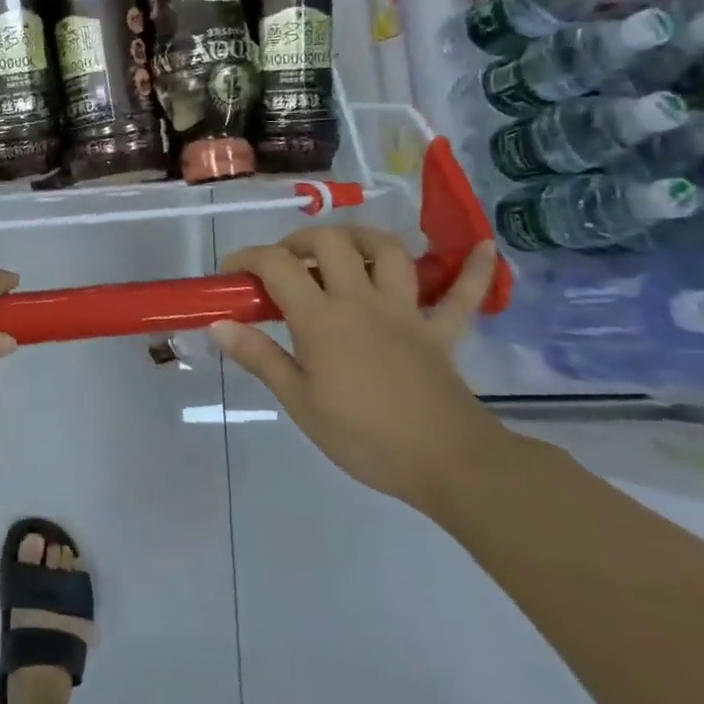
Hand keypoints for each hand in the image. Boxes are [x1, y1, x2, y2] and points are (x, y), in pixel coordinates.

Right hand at [212, 227, 507, 511]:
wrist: (447, 463)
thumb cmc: (363, 437)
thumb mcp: (299, 403)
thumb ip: (260, 357)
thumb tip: (218, 325)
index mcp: (321, 319)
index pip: (277, 266)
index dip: (248, 258)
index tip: (231, 273)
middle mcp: (361, 301)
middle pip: (332, 243)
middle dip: (300, 240)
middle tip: (284, 263)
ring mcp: (406, 312)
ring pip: (388, 253)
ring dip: (363, 239)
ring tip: (344, 249)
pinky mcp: (440, 332)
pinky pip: (462, 295)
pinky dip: (474, 270)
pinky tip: (486, 247)